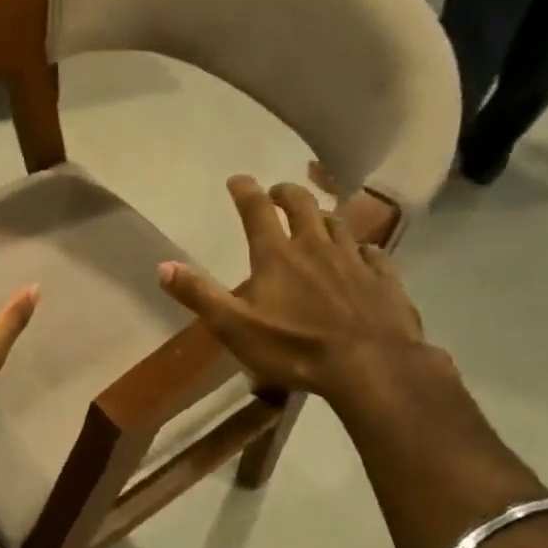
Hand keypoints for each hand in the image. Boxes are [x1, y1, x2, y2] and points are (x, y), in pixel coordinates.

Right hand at [157, 177, 429, 404]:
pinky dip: (361, 248)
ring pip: (339, 224)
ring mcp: (354, 261)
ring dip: (324, 215)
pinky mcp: (384, 280)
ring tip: (317, 217)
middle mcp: (316, 247)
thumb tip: (163, 266)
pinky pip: (372, 253)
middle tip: (277, 192)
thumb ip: (199, 295)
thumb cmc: (294, 348)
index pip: (256, 211)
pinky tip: (362, 254)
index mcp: (277, 255)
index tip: (237, 179)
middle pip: (303, 205)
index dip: (245, 191)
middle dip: (287, 193)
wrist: (373, 368)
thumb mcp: (234, 327)